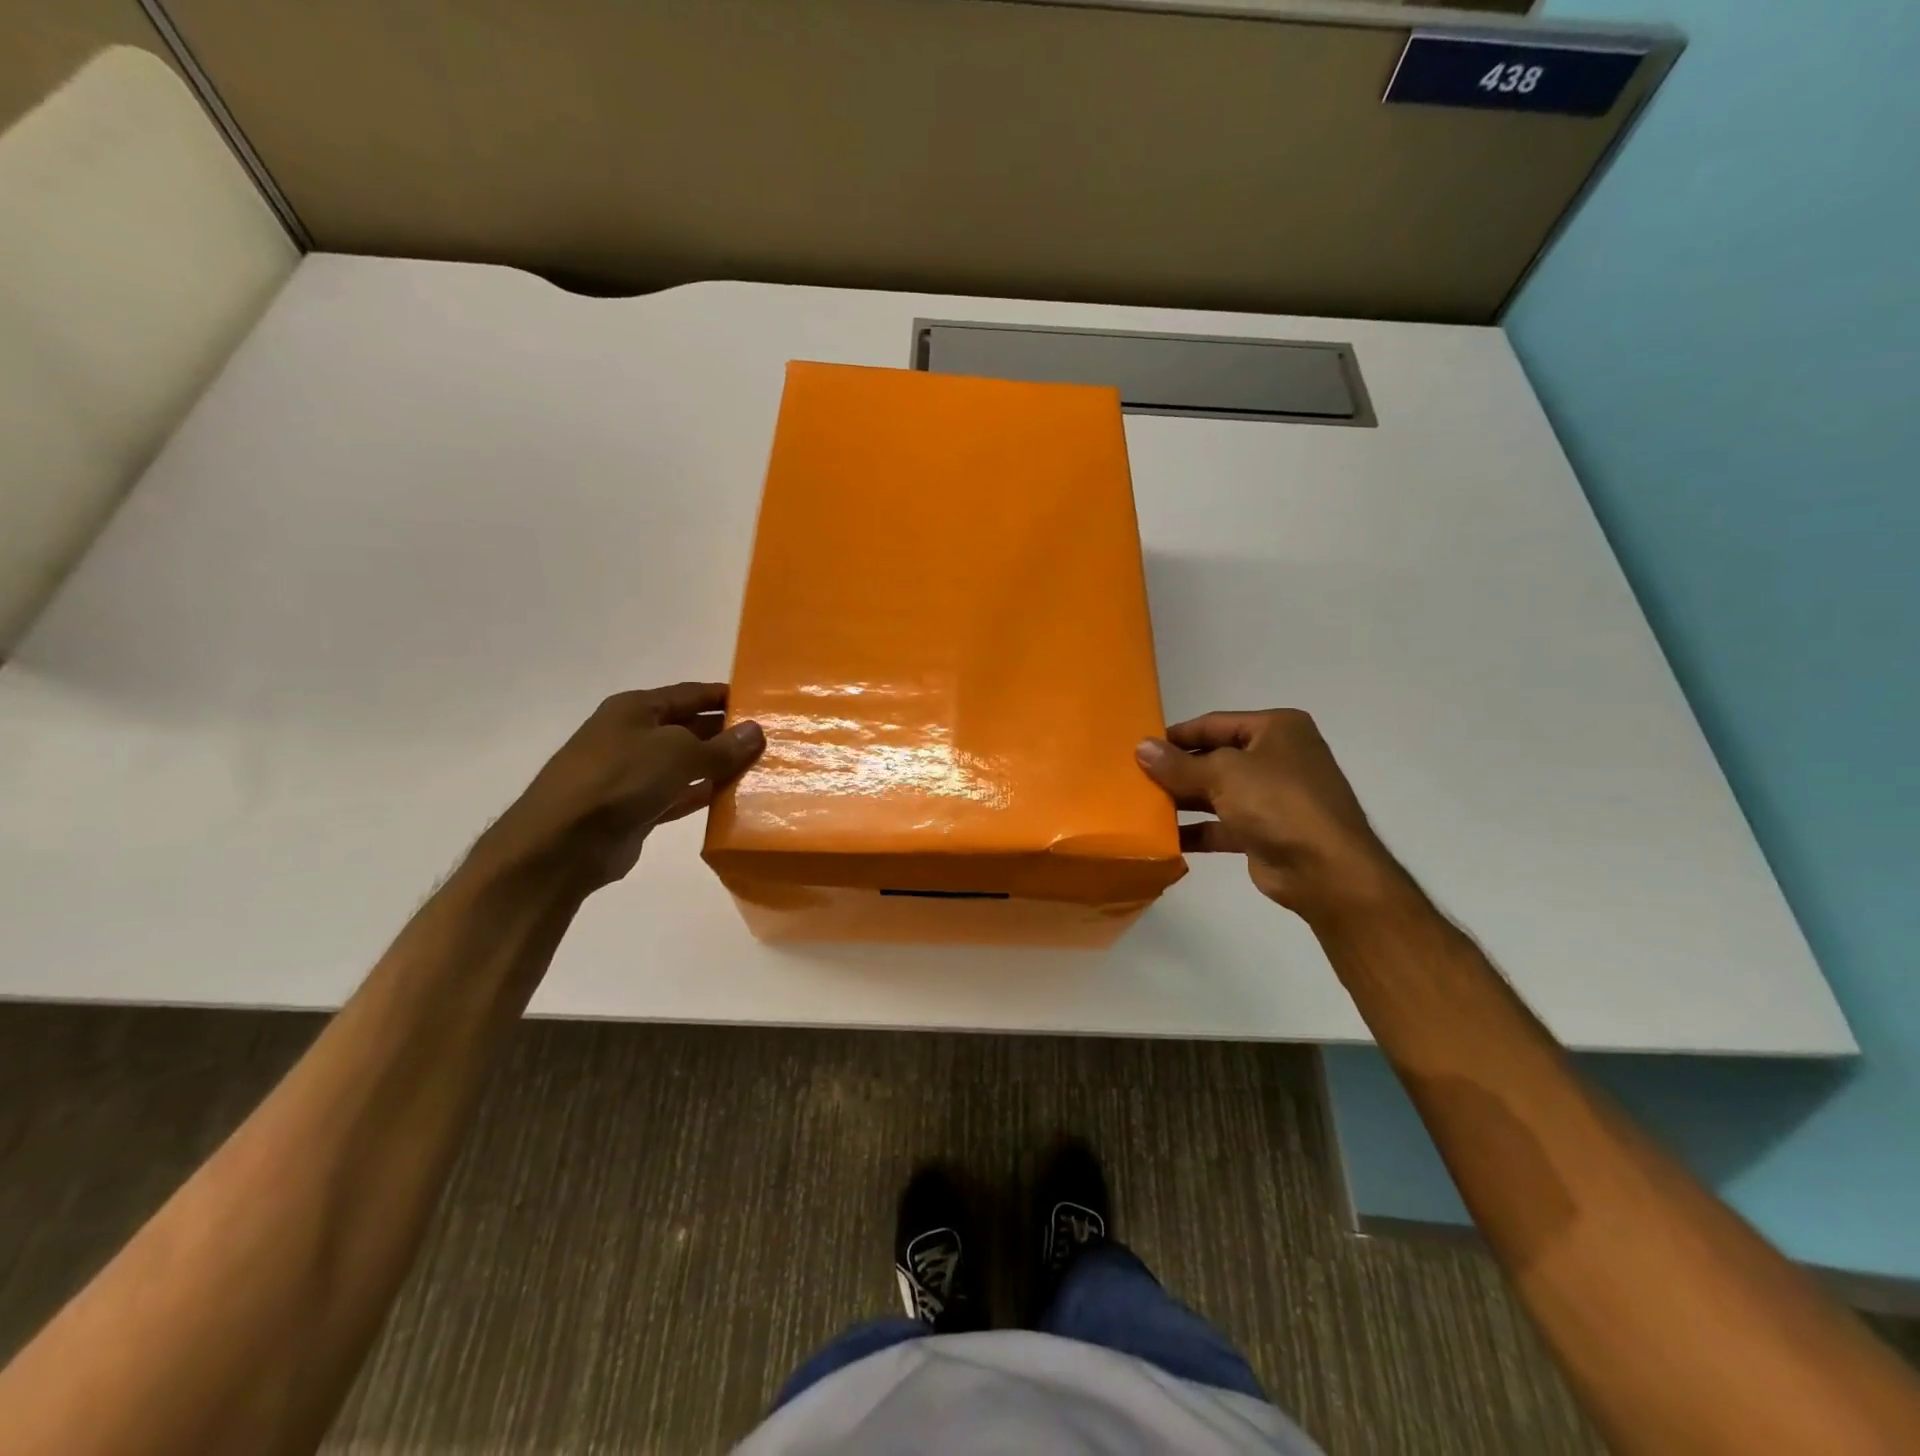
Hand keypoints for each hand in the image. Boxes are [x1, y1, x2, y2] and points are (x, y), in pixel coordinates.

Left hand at [475, 683, 763, 890]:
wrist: (564, 843)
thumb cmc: (621, 779)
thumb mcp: (679, 753)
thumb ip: (721, 746)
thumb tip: (756, 731)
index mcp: (636, 708)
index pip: (690, 694)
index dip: (724, 696)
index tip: (761, 703)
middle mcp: (633, 735)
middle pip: (689, 727)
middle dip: (726, 733)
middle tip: (770, 740)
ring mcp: (632, 774)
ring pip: (686, 764)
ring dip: (718, 766)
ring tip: (761, 768)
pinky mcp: (636, 809)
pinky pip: (679, 795)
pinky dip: (703, 794)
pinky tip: (733, 798)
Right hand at [1135, 710, 1403, 924]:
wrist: (1325, 871)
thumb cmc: (1278, 803)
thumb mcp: (1223, 774)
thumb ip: (1179, 764)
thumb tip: (1140, 748)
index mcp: (1276, 729)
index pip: (1214, 724)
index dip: (1176, 736)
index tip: (1139, 748)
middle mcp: (1277, 757)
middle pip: (1214, 758)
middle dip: (1177, 770)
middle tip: (1135, 778)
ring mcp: (1273, 797)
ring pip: (1216, 792)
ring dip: (1183, 800)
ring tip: (1142, 806)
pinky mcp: (1265, 832)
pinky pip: (1222, 825)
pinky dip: (1196, 829)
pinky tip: (1164, 837)